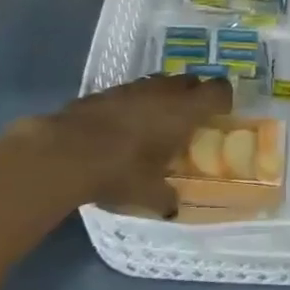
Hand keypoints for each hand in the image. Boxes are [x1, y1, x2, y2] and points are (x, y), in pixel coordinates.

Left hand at [27, 74, 231, 213]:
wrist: (66, 151)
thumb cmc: (120, 170)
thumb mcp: (148, 193)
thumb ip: (166, 198)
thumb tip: (174, 208)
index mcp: (183, 111)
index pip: (217, 91)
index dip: (223, 99)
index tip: (222, 113)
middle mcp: (163, 91)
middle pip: (190, 81)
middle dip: (194, 95)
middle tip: (192, 118)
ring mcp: (133, 87)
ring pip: (160, 83)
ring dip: (165, 96)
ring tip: (159, 121)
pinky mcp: (107, 91)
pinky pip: (133, 91)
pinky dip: (137, 103)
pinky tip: (127, 124)